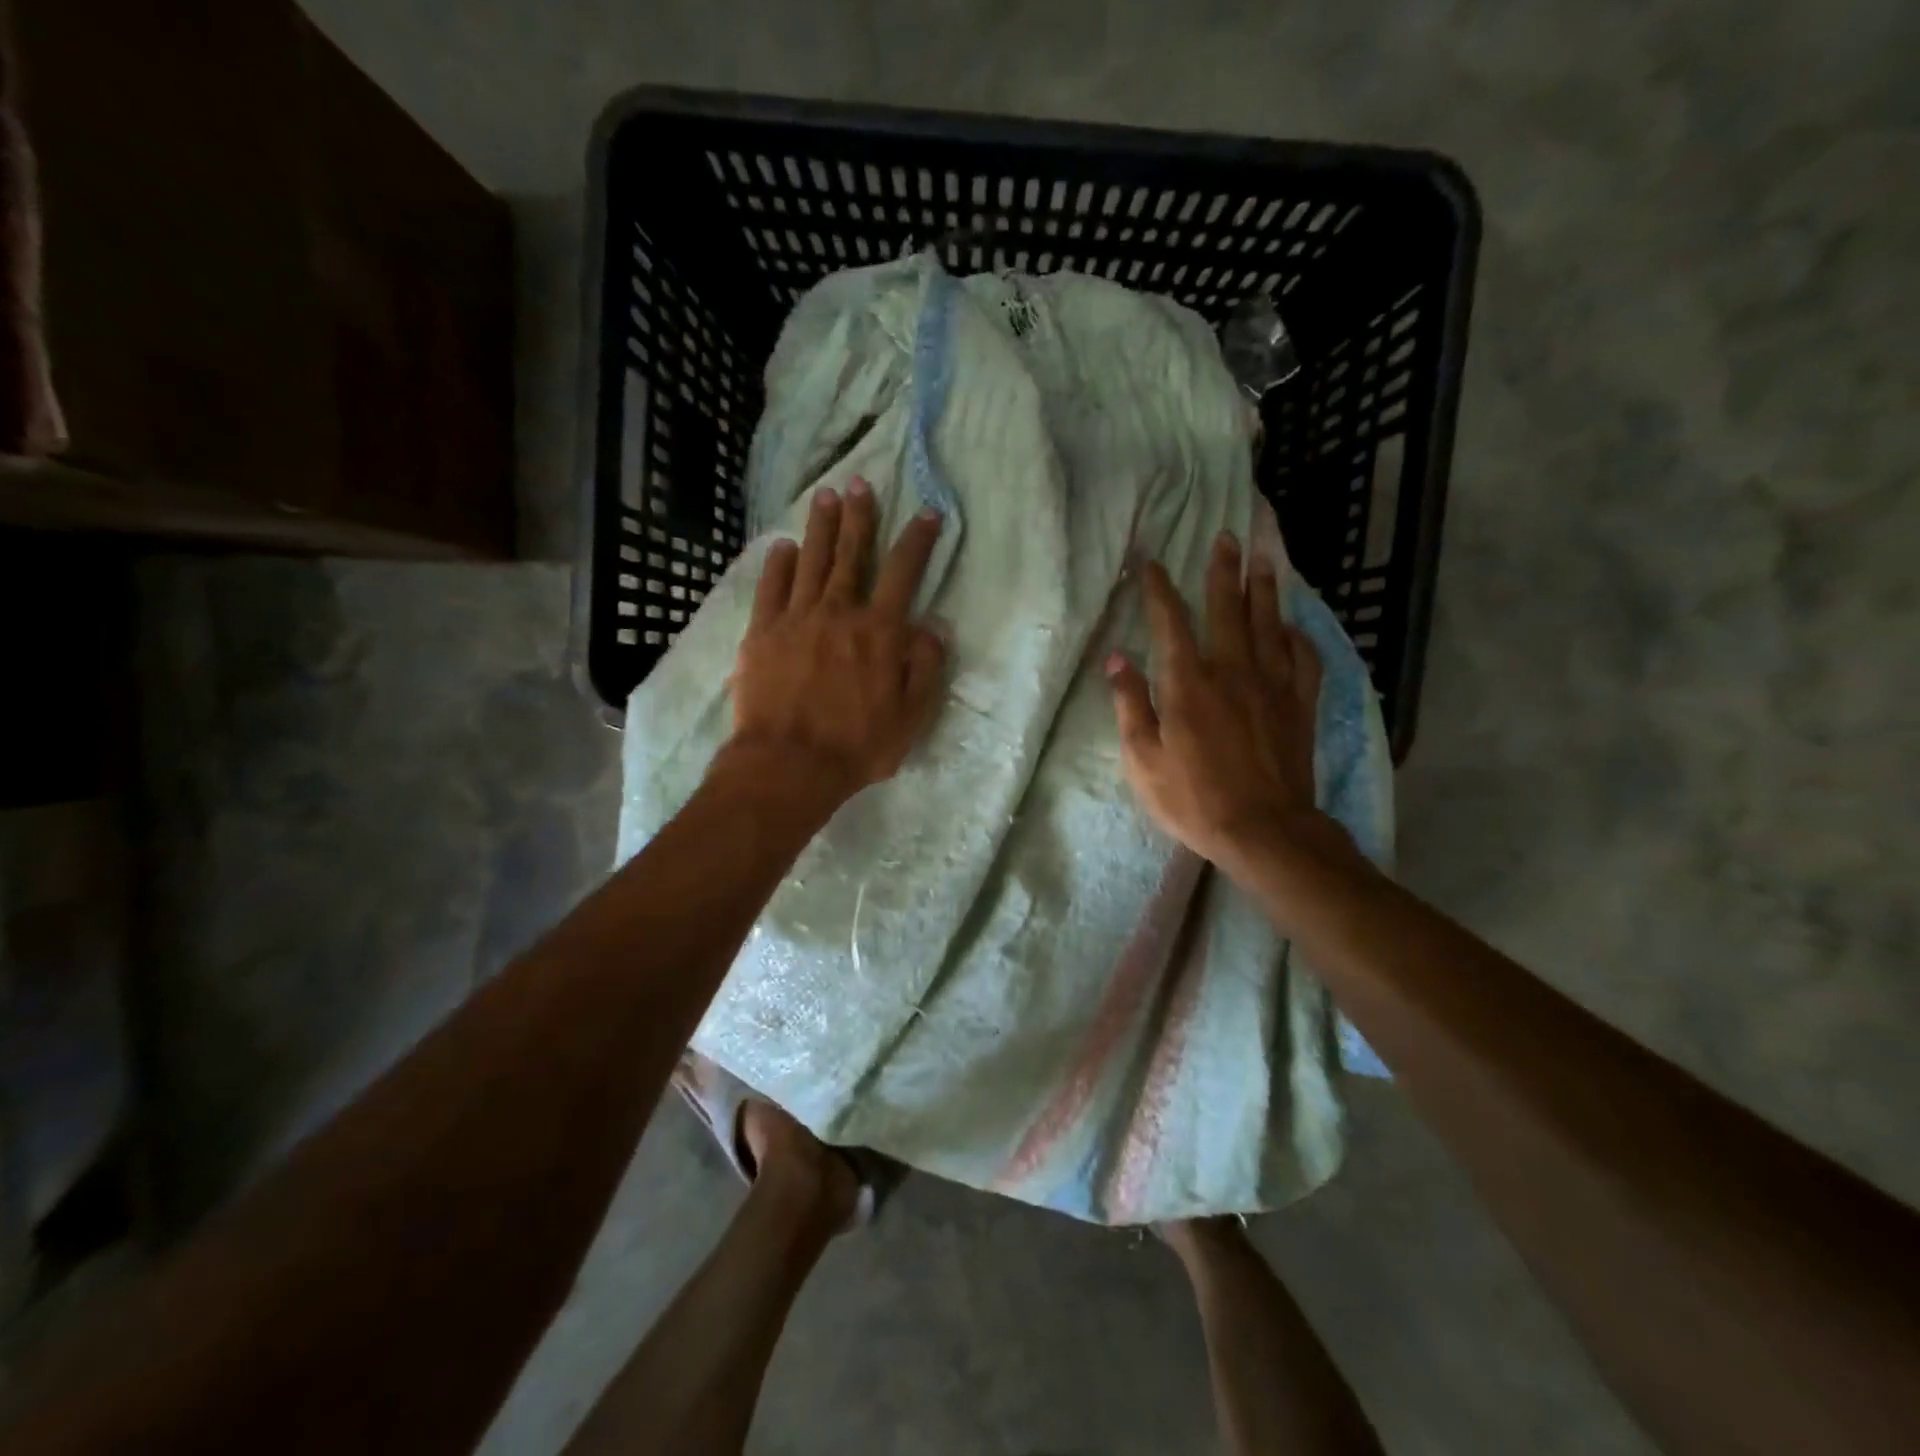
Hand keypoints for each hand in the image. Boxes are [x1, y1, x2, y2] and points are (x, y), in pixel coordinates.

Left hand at [725, 477, 946, 803]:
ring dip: (820, 527)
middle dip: (859, 516)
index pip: (903, 572)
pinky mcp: (762, 633)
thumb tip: (932, 626)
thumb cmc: (858, 745)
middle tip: (859, 482)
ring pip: (811, 562)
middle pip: (851, 554)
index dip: (917, 540)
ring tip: (824, 496)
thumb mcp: (912, 715)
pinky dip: (778, 565)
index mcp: (879, 631)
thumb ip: (926, 666)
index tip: (927, 513)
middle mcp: (839, 613)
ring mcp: (796, 619)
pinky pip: (770, 588)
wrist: (789, 764)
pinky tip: (782, 547)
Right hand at [1105, 533, 1339, 872]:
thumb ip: (1130, 705)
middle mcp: (1232, 672)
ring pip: (1269, 624)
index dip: (1160, 590)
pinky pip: (1303, 659)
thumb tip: (1116, 659)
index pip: (1171, 623)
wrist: (1264, 830)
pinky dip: (1298, 636)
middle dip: (1224, 571)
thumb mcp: (1143, 760)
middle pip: (1229, 609)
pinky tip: (1293, 626)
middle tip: (1226, 538)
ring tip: (1263, 559)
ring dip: (1264, 589)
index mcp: (1188, 684)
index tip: (1152, 562)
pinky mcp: (1299, 705)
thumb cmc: (1193, 799)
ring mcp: (1272, 686)